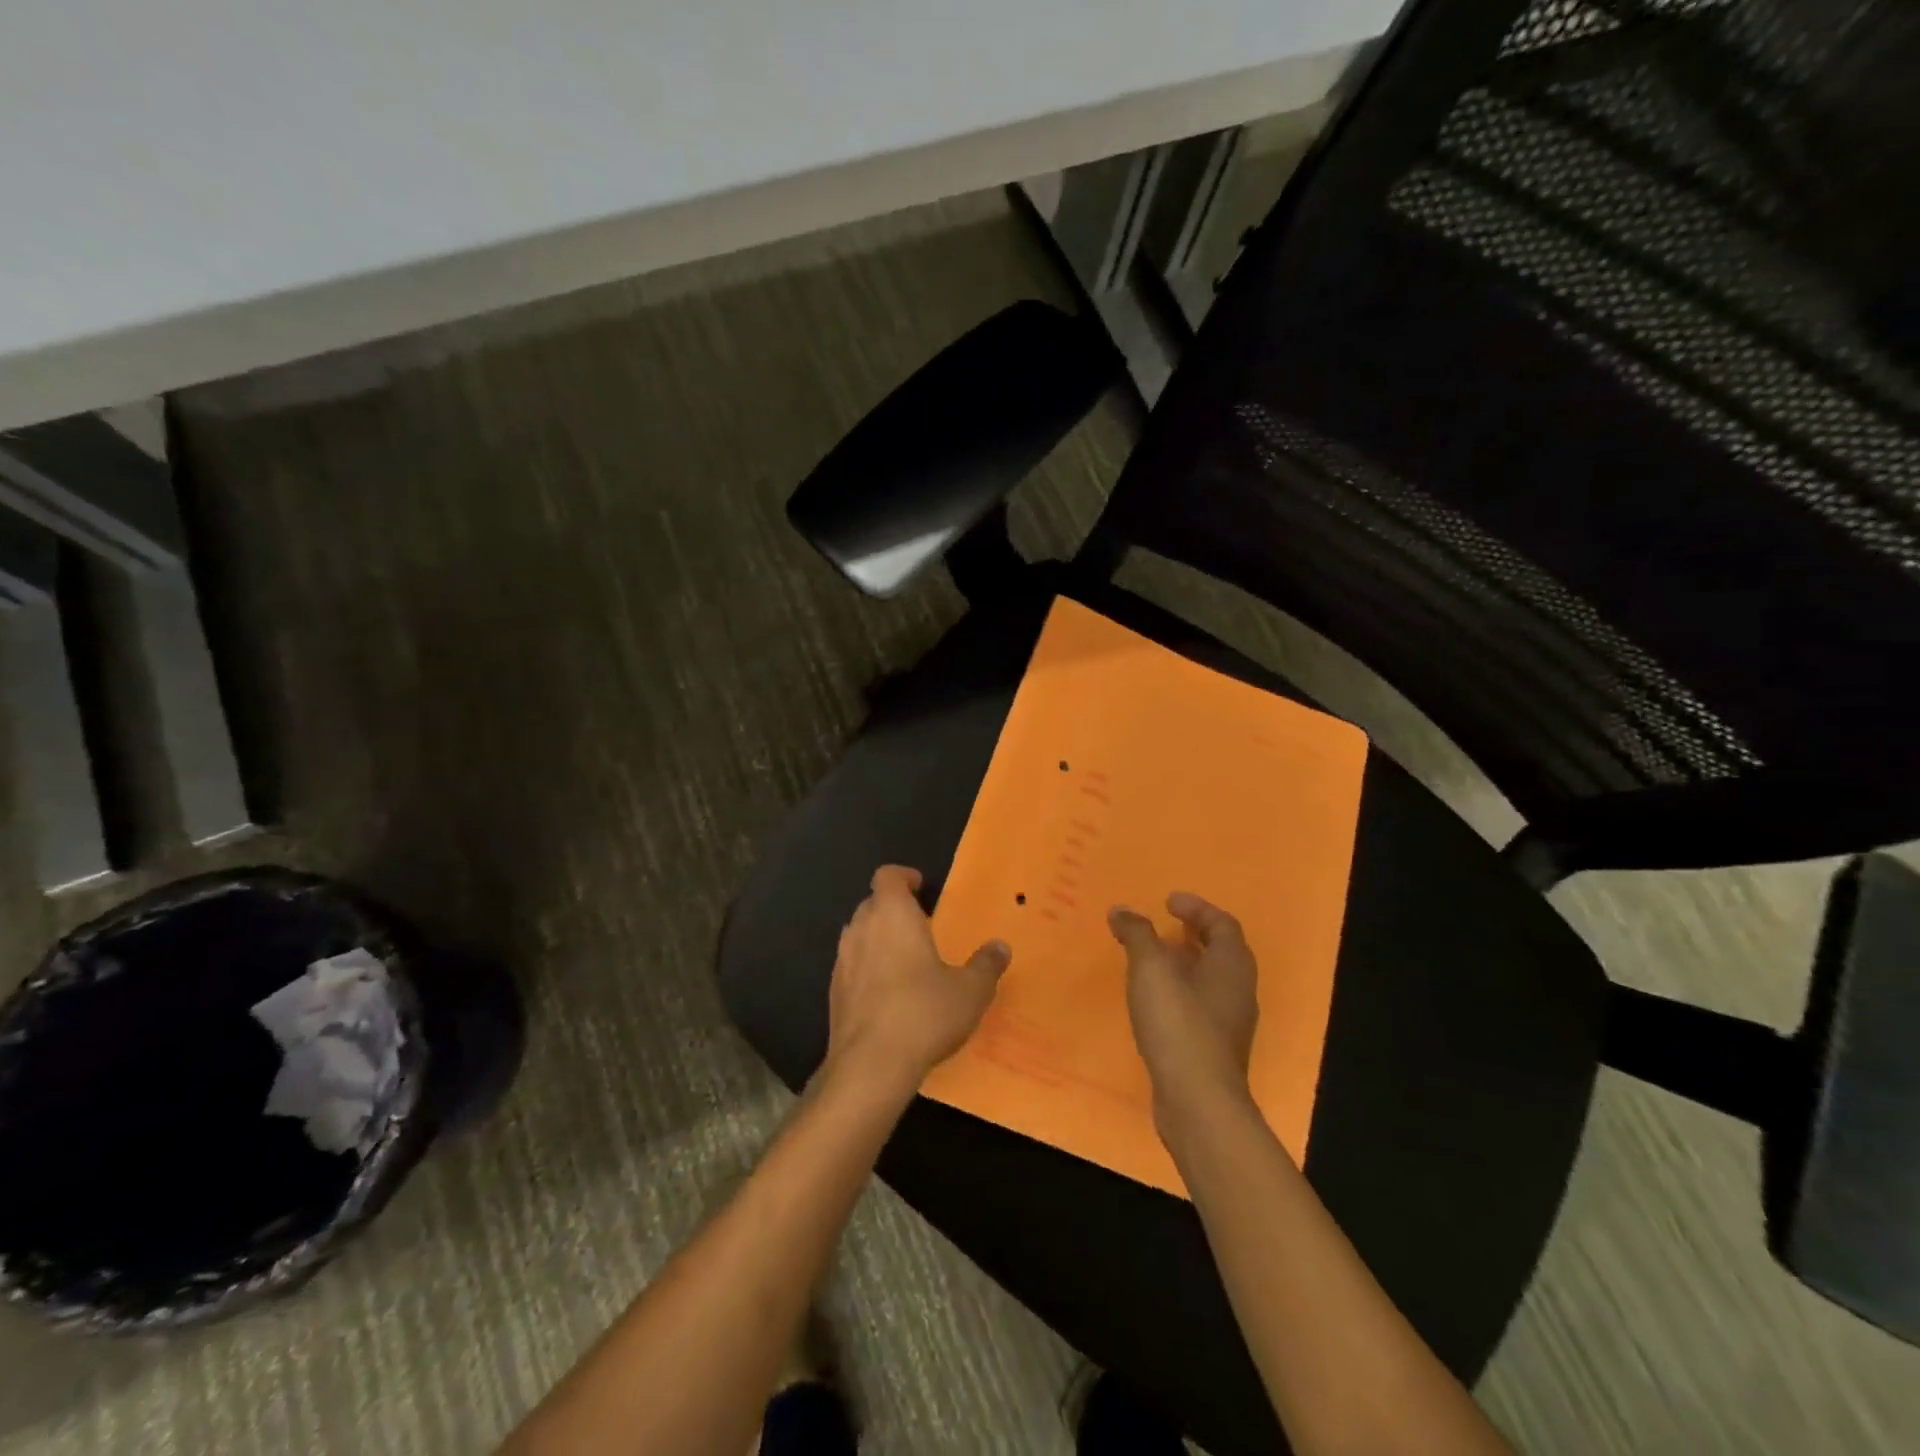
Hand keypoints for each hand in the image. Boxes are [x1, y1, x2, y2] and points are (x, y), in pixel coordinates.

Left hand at [824, 865, 1010, 1095]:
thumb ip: (986, 965)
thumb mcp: (970, 991)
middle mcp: (861, 928)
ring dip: (878, 939)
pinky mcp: (833, 992)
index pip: (887, 876)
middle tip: (921, 927)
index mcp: (892, 914)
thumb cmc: (924, 1013)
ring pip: (859, 934)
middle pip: (872, 903)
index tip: (921, 887)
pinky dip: (867, 969)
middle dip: (893, 909)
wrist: (870, 1066)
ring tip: (906, 960)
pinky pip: (851, 966)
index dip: (903, 877)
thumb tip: (1000, 947)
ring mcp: (842, 960)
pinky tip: (888, 995)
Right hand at [1109, 893, 1258, 1128]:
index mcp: (1232, 964)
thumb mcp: (1150, 969)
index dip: (1197, 908)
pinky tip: (1153, 1000)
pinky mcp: (1215, 1048)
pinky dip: (1179, 991)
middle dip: (1192, 934)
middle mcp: (1239, 989)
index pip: (1222, 924)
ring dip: (1184, 963)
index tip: (1168, 901)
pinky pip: (1199, 1005)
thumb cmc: (1178, 1023)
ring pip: (1210, 980)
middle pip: (1220, 951)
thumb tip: (1121, 910)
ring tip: (1151, 960)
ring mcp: (1230, 1022)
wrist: (1198, 1101)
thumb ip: (1137, 934)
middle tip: (1162, 925)